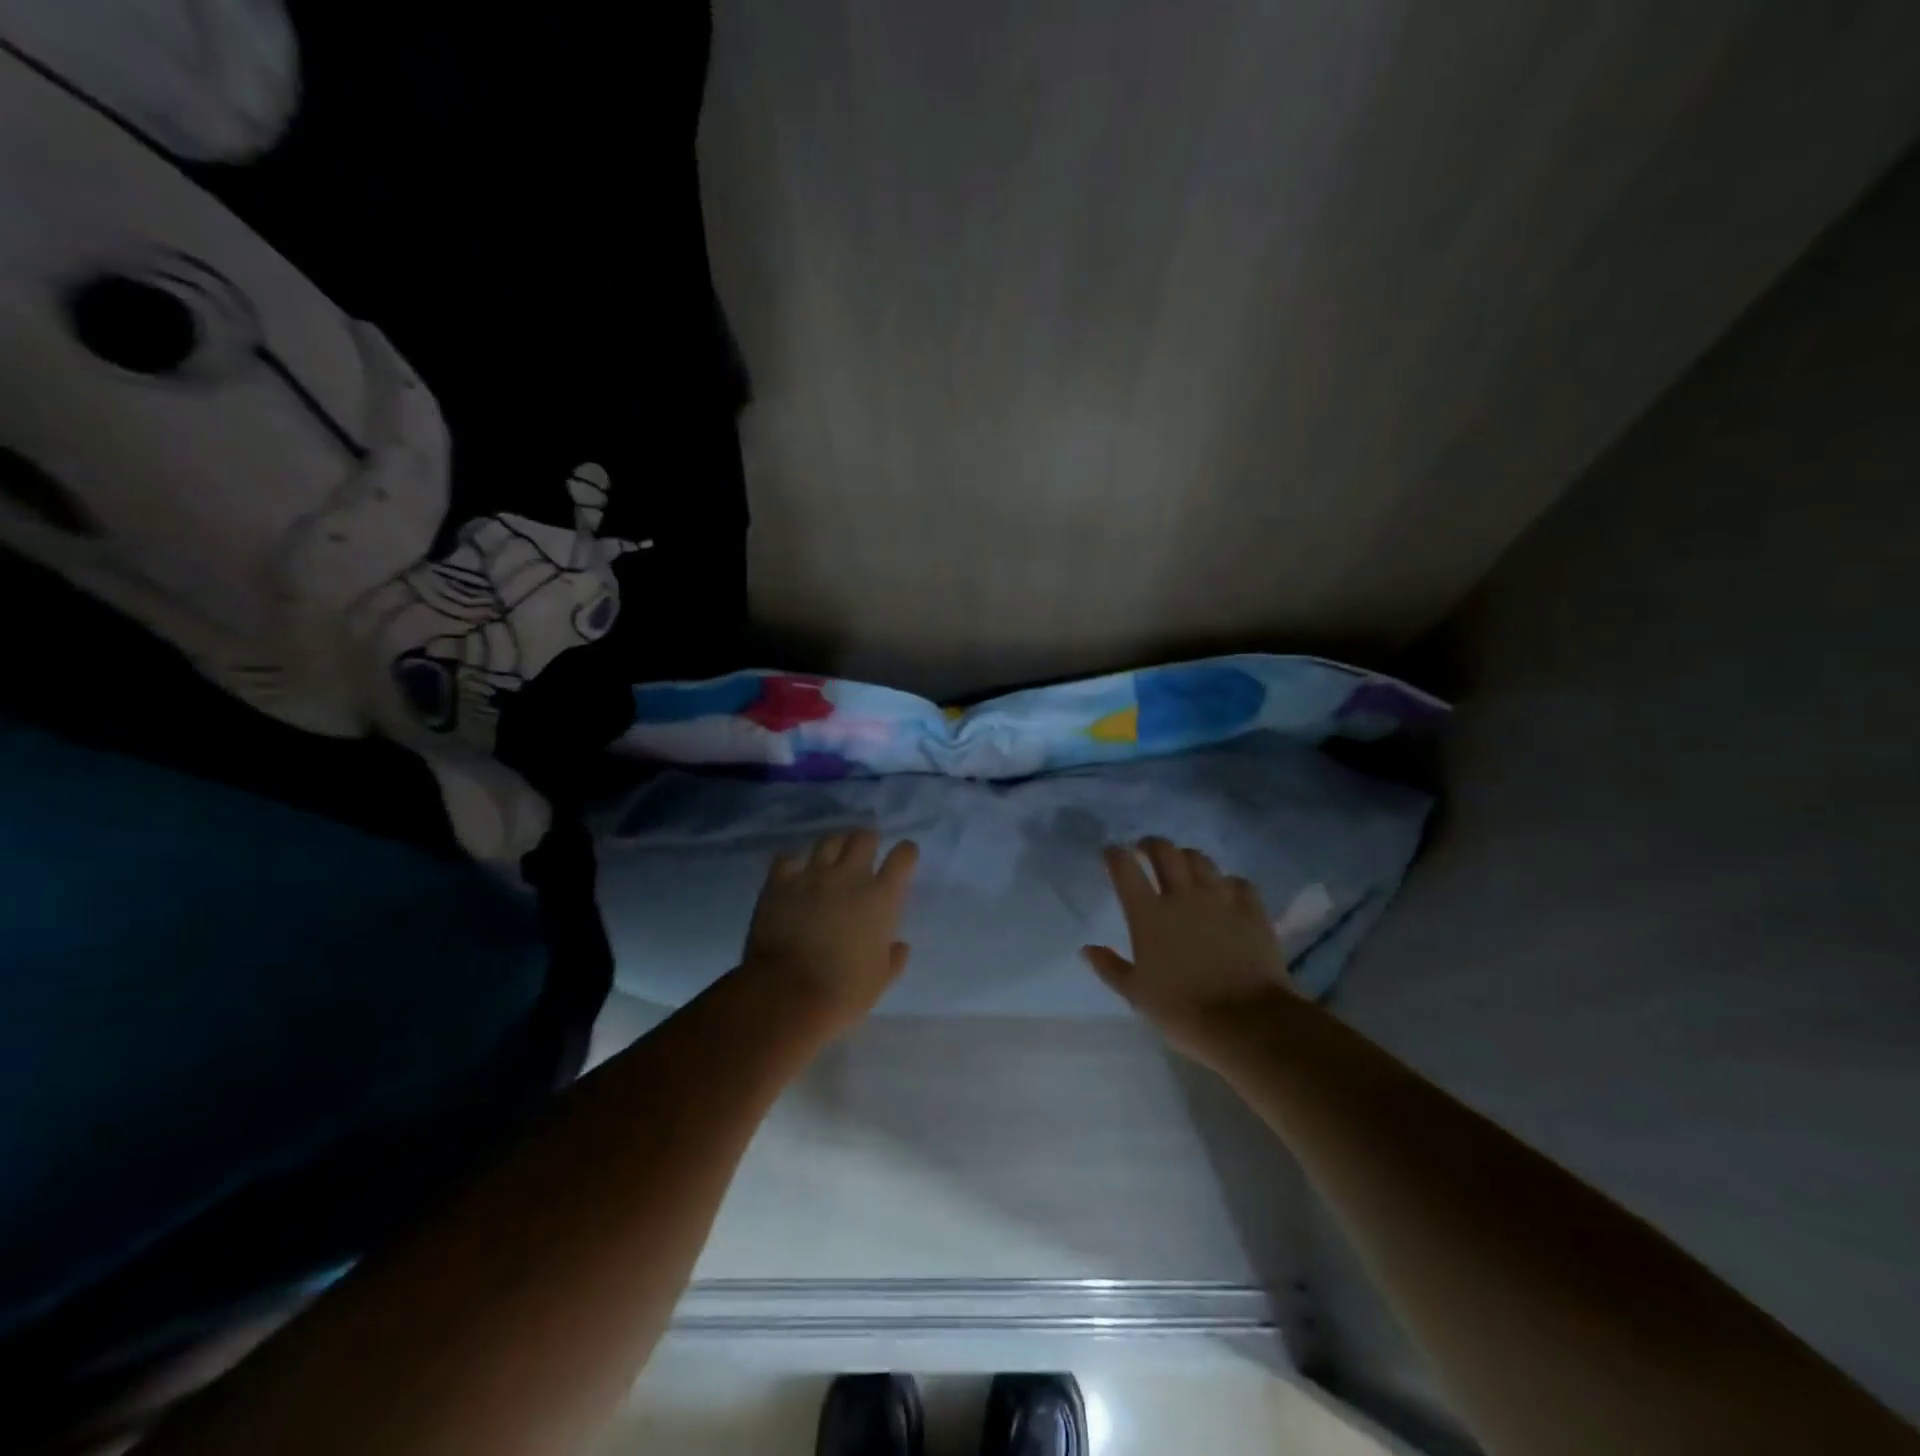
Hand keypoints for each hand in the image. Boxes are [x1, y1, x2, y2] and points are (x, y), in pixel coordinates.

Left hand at [741, 828, 919, 1032]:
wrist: (787, 995)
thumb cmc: (843, 992)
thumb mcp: (880, 980)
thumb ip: (894, 958)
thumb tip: (900, 946)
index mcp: (881, 897)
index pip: (902, 857)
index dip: (906, 852)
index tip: (904, 857)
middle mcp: (849, 877)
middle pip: (863, 838)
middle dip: (868, 840)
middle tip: (866, 851)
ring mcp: (811, 876)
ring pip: (828, 841)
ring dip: (835, 845)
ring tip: (833, 855)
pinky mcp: (779, 884)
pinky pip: (787, 858)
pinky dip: (793, 862)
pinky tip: (794, 872)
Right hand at [1083, 837, 1296, 1062]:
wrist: (1247, 1023)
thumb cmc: (1182, 1010)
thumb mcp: (1136, 994)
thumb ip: (1109, 967)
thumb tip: (1087, 949)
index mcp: (1148, 914)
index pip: (1124, 868)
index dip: (1115, 854)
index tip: (1111, 853)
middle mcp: (1182, 895)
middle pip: (1164, 850)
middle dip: (1151, 844)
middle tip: (1145, 851)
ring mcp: (1220, 898)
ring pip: (1200, 859)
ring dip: (1186, 857)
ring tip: (1183, 866)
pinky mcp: (1252, 909)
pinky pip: (1238, 882)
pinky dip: (1227, 882)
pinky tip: (1225, 892)